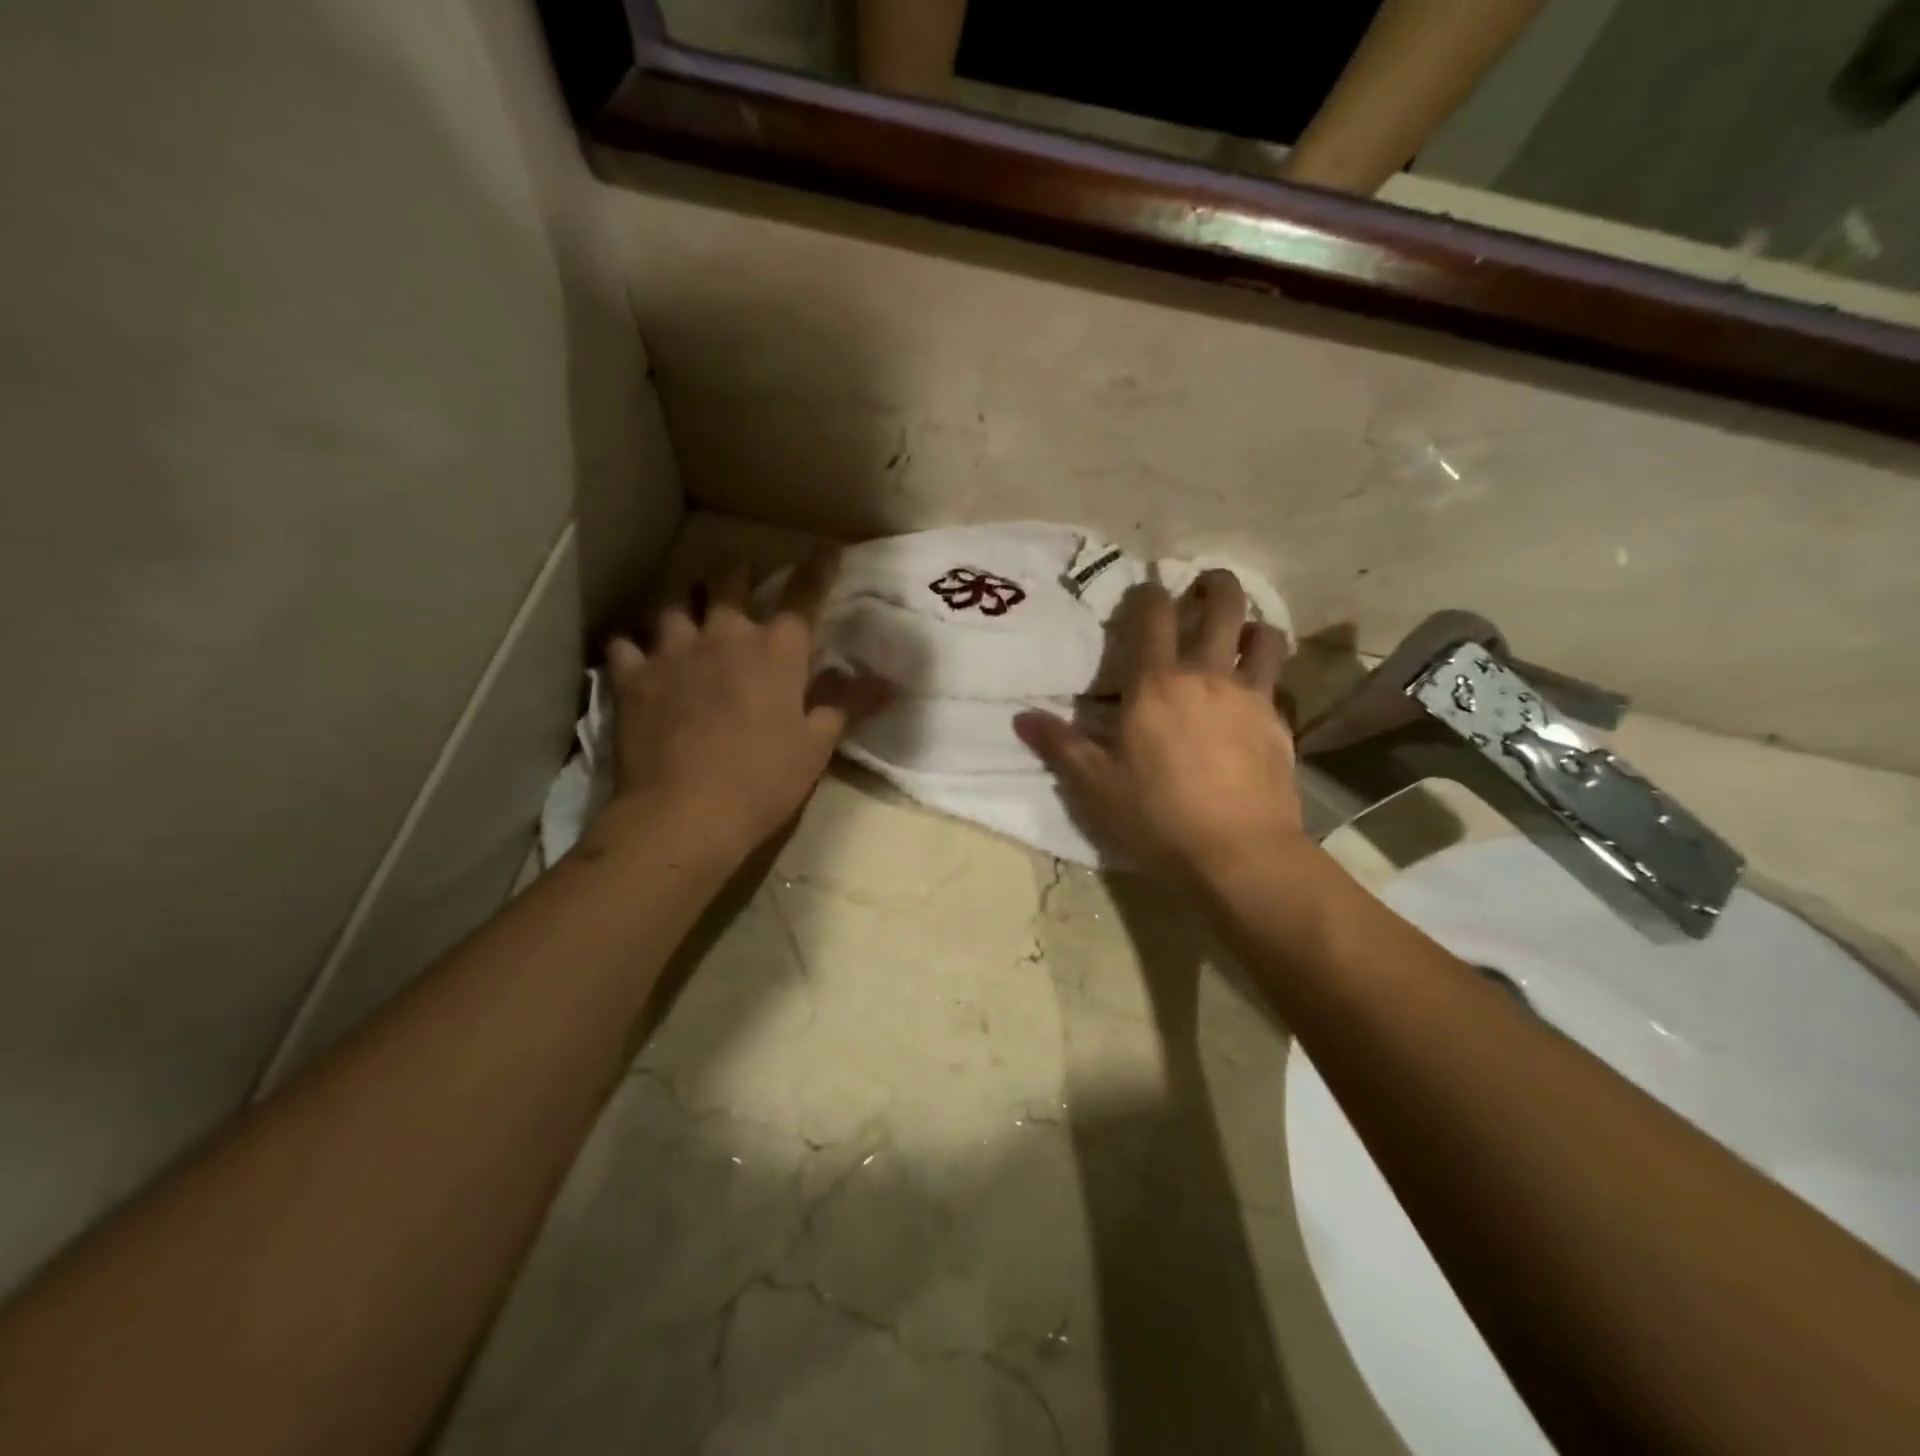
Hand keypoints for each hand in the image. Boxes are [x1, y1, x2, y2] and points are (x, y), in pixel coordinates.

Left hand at [596, 548, 891, 862]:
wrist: (686, 813)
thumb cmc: (764, 779)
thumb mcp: (817, 745)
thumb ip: (848, 704)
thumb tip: (889, 683)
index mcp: (776, 651)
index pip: (804, 596)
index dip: (819, 568)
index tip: (828, 546)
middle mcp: (725, 635)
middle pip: (728, 583)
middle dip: (737, 573)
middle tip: (739, 574)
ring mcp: (673, 651)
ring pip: (672, 604)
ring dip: (682, 601)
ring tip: (684, 607)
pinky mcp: (632, 677)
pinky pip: (625, 645)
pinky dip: (632, 645)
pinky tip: (634, 653)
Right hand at [1014, 571, 1302, 878]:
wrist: (1239, 853)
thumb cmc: (1157, 816)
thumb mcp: (1094, 785)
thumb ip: (1059, 745)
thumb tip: (1021, 717)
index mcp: (1157, 683)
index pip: (1153, 616)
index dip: (1148, 594)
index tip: (1144, 592)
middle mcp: (1207, 676)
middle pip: (1223, 606)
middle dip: (1215, 584)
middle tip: (1205, 584)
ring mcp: (1251, 697)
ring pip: (1263, 636)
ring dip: (1251, 624)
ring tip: (1241, 633)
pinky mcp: (1280, 724)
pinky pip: (1277, 682)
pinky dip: (1267, 673)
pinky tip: (1255, 694)